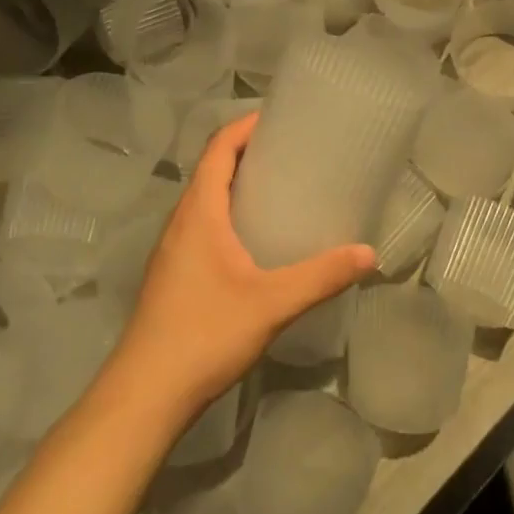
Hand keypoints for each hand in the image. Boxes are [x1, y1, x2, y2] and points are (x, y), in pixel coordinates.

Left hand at [115, 113, 373, 419]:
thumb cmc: (204, 334)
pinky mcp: (173, 275)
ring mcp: (172, 250)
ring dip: (236, 184)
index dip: (245, 126)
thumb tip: (369, 253)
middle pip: (212, 169)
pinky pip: (202, 226)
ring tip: (280, 189)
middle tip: (292, 152)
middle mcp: (181, 221)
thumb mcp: (271, 303)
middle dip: (247, 152)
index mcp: (199, 212)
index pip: (219, 148)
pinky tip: (255, 241)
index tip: (279, 117)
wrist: (144, 395)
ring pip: (205, 200)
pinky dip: (228, 214)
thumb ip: (321, 276)